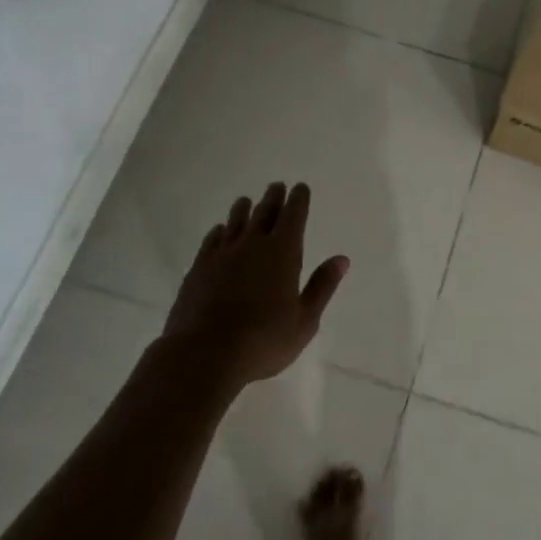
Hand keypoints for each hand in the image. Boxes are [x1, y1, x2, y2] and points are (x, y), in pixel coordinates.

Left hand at [162, 182, 348, 389]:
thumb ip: (322, 286)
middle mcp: (253, 244)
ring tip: (247, 201)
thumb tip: (341, 259)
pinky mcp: (198, 268)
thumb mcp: (304, 320)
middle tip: (277, 186)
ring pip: (235, 222)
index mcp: (283, 252)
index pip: (293, 215)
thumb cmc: (264, 340)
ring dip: (244, 209)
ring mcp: (222, 254)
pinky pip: (212, 240)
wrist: (204, 353)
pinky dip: (219, 231)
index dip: (298, 200)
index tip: (300, 188)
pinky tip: (220, 231)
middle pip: (265, 212)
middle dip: (274, 198)